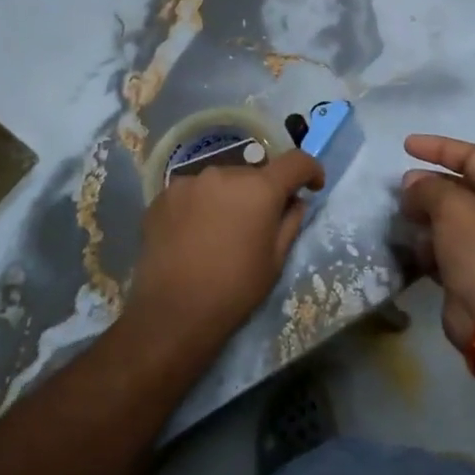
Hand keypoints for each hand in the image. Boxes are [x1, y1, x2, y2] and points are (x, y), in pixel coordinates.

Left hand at [127, 149, 325, 345]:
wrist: (172, 313)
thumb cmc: (234, 289)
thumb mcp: (275, 260)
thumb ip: (290, 221)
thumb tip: (294, 200)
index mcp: (259, 188)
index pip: (295, 161)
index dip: (310, 171)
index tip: (312, 187)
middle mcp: (224, 173)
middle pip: (254, 173)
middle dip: (261, 192)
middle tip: (258, 223)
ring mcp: (188, 181)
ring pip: (220, 182)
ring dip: (228, 197)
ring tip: (220, 231)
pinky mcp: (162, 195)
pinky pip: (192, 192)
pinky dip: (200, 206)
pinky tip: (193, 234)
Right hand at [399, 135, 474, 359]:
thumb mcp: (453, 207)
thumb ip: (428, 187)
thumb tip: (412, 185)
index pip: (472, 156)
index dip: (438, 147)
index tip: (405, 145)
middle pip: (459, 187)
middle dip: (428, 185)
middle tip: (401, 189)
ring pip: (447, 219)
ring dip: (424, 216)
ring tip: (403, 218)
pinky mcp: (469, 270)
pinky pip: (442, 247)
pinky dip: (427, 246)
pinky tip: (414, 249)